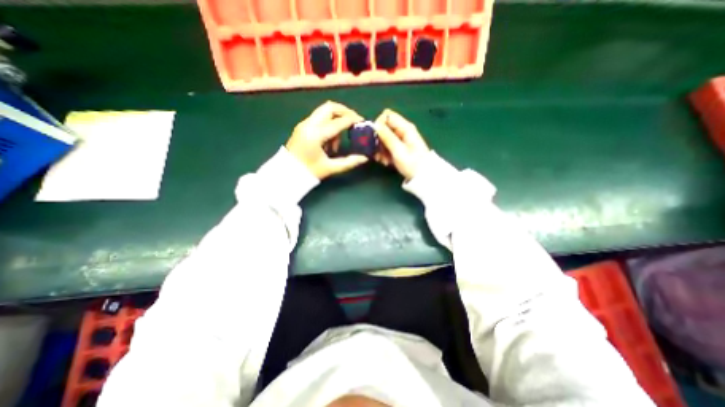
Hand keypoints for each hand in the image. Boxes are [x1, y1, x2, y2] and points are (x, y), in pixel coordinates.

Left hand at [287, 101, 369, 177]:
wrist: (286, 174)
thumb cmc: (308, 172)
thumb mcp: (330, 168)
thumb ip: (349, 162)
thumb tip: (364, 158)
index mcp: (316, 134)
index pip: (339, 121)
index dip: (353, 120)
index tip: (363, 123)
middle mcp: (309, 124)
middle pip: (330, 107)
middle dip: (345, 112)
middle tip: (354, 122)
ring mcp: (304, 124)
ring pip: (324, 112)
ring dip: (335, 120)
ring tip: (337, 142)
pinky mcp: (302, 127)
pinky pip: (319, 119)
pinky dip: (328, 124)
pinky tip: (329, 141)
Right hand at [373, 108, 428, 179]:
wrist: (422, 176)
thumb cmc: (412, 163)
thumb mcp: (398, 151)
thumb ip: (387, 137)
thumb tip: (375, 125)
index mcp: (405, 127)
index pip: (387, 115)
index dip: (379, 124)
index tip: (375, 138)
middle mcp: (402, 130)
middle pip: (384, 127)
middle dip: (378, 139)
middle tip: (378, 153)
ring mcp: (400, 139)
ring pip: (384, 138)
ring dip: (380, 149)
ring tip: (383, 160)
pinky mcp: (398, 148)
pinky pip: (387, 146)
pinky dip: (384, 153)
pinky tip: (386, 162)